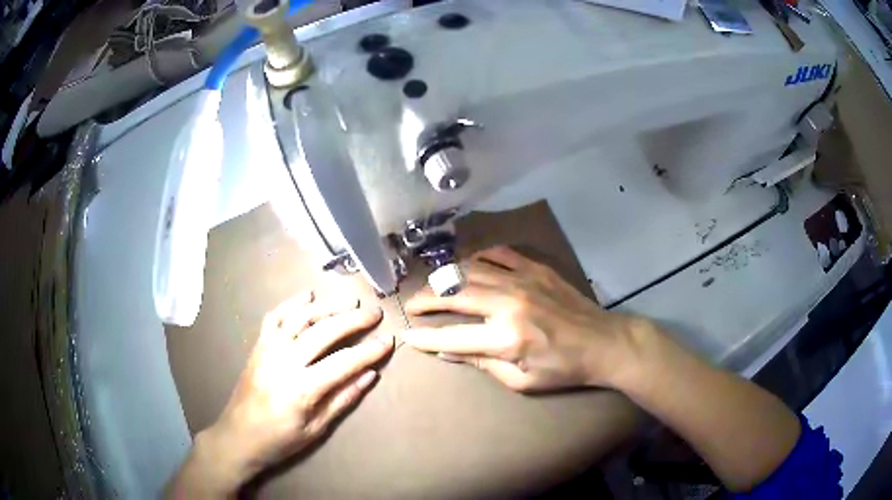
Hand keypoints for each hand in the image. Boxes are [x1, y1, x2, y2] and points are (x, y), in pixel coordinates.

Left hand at [171, 292, 392, 496]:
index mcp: (302, 388)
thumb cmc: (280, 439)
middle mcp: (284, 361)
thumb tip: (370, 375)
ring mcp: (268, 348)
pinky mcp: (258, 345)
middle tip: (374, 313)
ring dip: (327, 306)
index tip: (389, 340)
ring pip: (301, 317)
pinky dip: (292, 303)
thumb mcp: (316, 429)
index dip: (369, 351)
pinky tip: (308, 296)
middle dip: (353, 319)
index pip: (343, 362)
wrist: (238, 435)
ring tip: (349, 301)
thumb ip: (343, 399)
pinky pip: (275, 316)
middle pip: (324, 331)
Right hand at [402, 246, 644, 392]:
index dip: (425, 338)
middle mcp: (509, 304)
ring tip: (434, 285)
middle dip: (426, 298)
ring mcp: (523, 280)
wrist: (603, 342)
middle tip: (412, 304)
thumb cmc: (563, 369)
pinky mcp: (536, 268)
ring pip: (471, 270)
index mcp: (506, 338)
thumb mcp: (522, 381)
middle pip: (455, 295)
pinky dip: (478, 258)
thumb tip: (449, 352)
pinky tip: (470, 266)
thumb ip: (483, 364)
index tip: (407, 335)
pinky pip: (498, 254)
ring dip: (447, 277)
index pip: (453, 337)